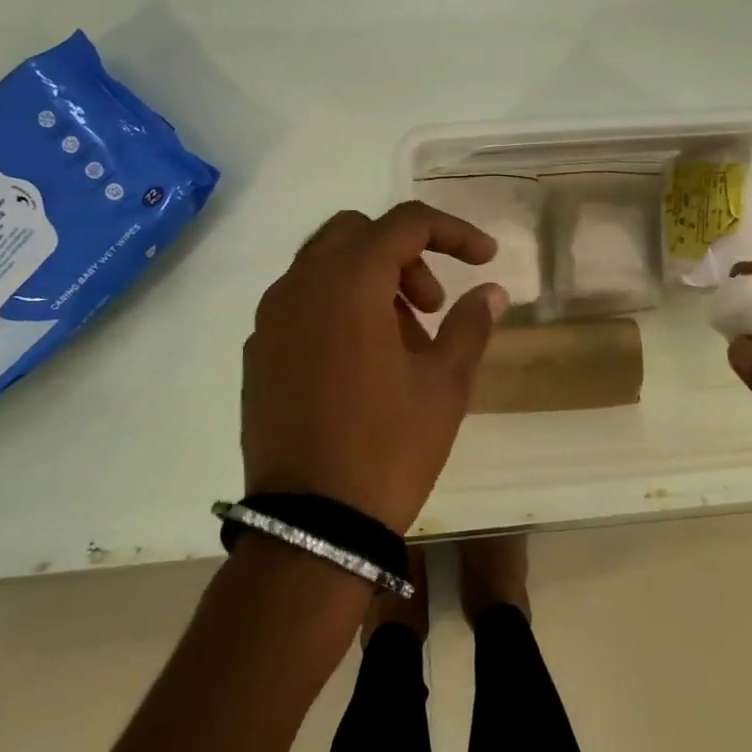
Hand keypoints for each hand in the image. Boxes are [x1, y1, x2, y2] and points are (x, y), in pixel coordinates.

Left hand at [241, 202, 508, 533]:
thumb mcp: (445, 384)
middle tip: (432, 305)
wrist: (311, 527)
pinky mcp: (258, 354)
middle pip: (357, 233)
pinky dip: (339, 307)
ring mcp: (271, 320)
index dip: (453, 232)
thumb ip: (469, 324)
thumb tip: (492, 291)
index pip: (406, 223)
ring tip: (405, 341)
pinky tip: (364, 362)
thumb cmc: (388, 446)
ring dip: (372, 280)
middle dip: (405, 253)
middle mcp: (300, 286)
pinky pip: (303, 304)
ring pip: (325, 266)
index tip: (486, 259)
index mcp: (348, 282)